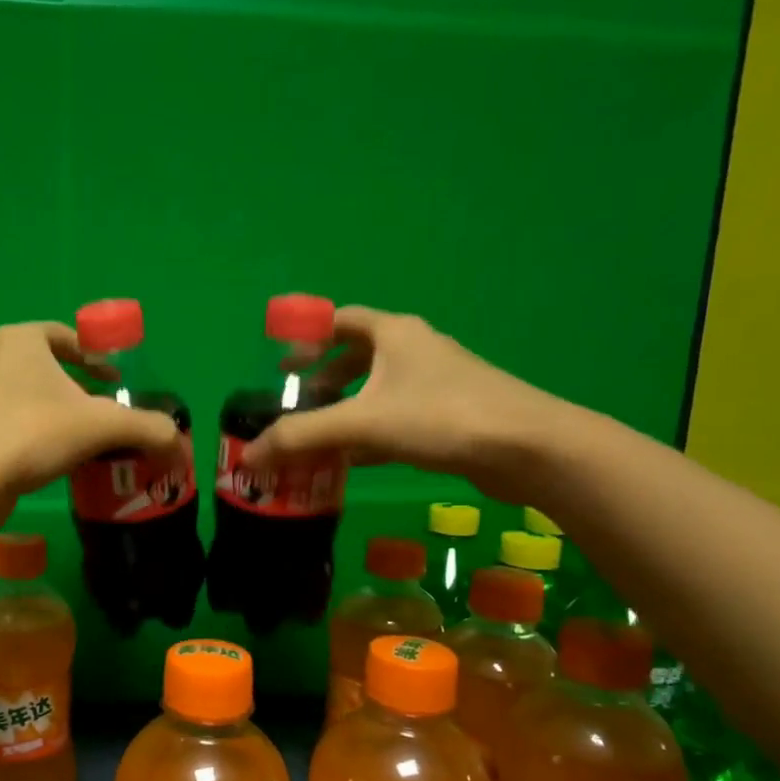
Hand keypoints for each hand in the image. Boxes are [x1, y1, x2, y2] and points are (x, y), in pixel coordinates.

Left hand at [0, 322, 180, 505]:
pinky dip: (25, 435)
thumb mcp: (102, 426)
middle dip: (74, 389)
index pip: (65, 336)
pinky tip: (42, 462)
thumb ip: (146, 428)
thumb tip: (179, 442)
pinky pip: (2, 423)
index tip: (116, 383)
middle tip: (99, 415)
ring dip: (49, 413)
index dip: (95, 356)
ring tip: (74, 441)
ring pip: (20, 396)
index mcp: (19, 340)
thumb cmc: (33, 434)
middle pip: (43, 367)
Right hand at [241, 306, 566, 502]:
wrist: (529, 449)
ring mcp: (435, 384)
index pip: (338, 319)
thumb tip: (250, 456)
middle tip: (293, 404)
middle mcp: (414, 350)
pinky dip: (368, 433)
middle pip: (355, 356)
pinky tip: (351, 460)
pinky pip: (394, 418)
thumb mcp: (362, 422)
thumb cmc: (441, 417)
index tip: (279, 365)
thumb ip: (302, 437)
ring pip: (376, 391)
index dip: (305, 336)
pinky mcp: (448, 417)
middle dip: (320, 380)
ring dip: (343, 410)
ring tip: (314, 436)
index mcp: (393, 334)